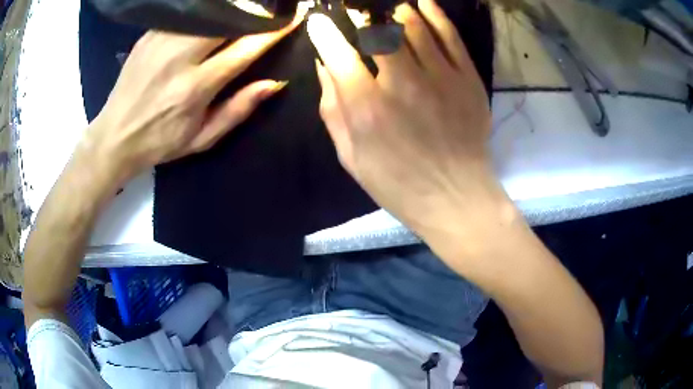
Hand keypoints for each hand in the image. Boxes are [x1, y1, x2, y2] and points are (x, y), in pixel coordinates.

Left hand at [80, 17, 299, 188]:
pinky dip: (204, 13)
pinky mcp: (149, 35)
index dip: (272, 31)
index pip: (244, 49)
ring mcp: (161, 42)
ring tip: (243, 12)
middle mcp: (179, 58)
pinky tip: (211, 16)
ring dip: (230, 10)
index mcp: (195, 88)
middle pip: (226, 21)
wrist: (114, 136)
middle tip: (267, 10)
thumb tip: (274, 83)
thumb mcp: (202, 138)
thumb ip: (238, 109)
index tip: (294, 17)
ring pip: (206, 13)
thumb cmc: (160, 142)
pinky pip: (186, 14)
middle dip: (253, 12)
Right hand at [307, 1, 509, 247]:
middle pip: (378, 29)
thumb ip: (333, 109)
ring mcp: (441, 78)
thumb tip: (325, 66)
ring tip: (388, 8)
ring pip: (414, 25)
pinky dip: (435, 15)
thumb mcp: (351, 156)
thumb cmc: (398, 184)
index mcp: (367, 108)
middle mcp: (402, 84)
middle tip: (356, 10)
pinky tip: (423, 5)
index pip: (338, 53)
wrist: (456, 197)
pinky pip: (450, 36)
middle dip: (361, 14)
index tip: (318, 20)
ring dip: (396, 11)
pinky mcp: (468, 79)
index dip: (324, 31)